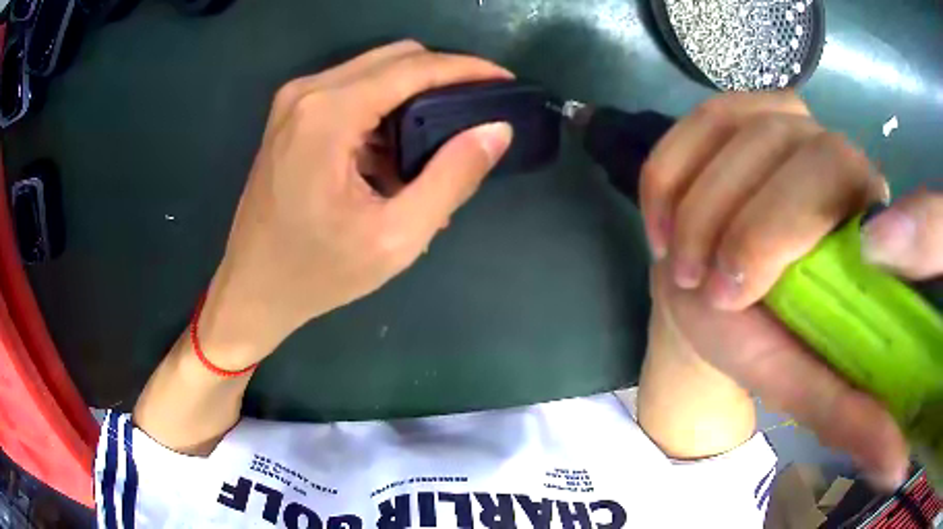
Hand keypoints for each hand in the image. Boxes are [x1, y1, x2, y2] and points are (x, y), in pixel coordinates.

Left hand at [199, 41, 513, 368]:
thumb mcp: (397, 236)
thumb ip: (453, 177)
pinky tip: (396, 152)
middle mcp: (308, 92)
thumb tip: (497, 130)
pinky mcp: (291, 116)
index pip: (414, 68)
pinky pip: (351, 91)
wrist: (253, 289)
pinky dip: (384, 109)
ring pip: (374, 70)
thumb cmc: (319, 272)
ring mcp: (294, 101)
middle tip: (479, 108)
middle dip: (443, 75)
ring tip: (439, 141)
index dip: (466, 68)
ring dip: (413, 94)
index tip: (504, 80)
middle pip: (395, 58)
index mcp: (329, 114)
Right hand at [639, 91, 912, 487]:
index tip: (734, 298)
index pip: (838, 176)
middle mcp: (831, 147)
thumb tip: (895, 468)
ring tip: (677, 262)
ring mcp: (780, 119)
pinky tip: (661, 221)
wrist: (715, 293)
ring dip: (691, 204)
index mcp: (864, 209)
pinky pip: (692, 120)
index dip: (779, 229)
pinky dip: (666, 172)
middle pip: (782, 145)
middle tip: (700, 286)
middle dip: (730, 221)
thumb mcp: (804, 383)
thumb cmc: (764, 339)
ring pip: (729, 125)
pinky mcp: (734, 111)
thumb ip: (850, 416)